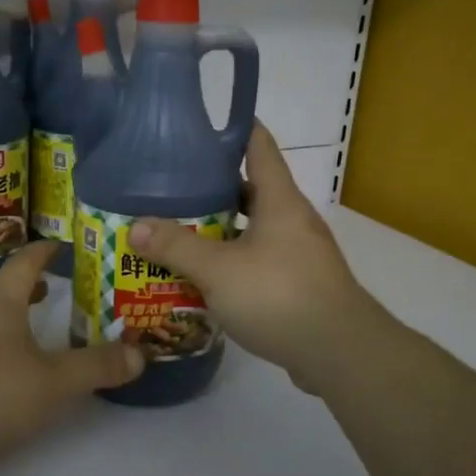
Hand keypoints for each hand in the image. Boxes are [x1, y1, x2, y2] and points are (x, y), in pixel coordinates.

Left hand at [0, 242, 144, 462]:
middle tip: (57, 290)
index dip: (46, 251)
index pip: (25, 262)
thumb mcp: (52, 382)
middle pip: (4, 290)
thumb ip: (96, 367)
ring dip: (13, 319)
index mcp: (1, 304)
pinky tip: (5, 373)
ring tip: (37, 332)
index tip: (64, 244)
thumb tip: (141, 354)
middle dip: (31, 287)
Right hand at [126, 123, 387, 394]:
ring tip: (176, 232)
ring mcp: (298, 254)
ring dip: (218, 230)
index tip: (199, 123)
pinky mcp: (297, 285)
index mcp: (279, 200)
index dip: (233, 127)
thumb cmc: (279, 295)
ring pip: (251, 229)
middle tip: (168, 187)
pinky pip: (257, 262)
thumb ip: (176, 247)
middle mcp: (292, 220)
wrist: (339, 352)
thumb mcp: (219, 269)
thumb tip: (135, 227)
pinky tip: (202, 277)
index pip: (259, 145)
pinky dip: (230, 263)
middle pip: (250, 189)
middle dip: (211, 186)